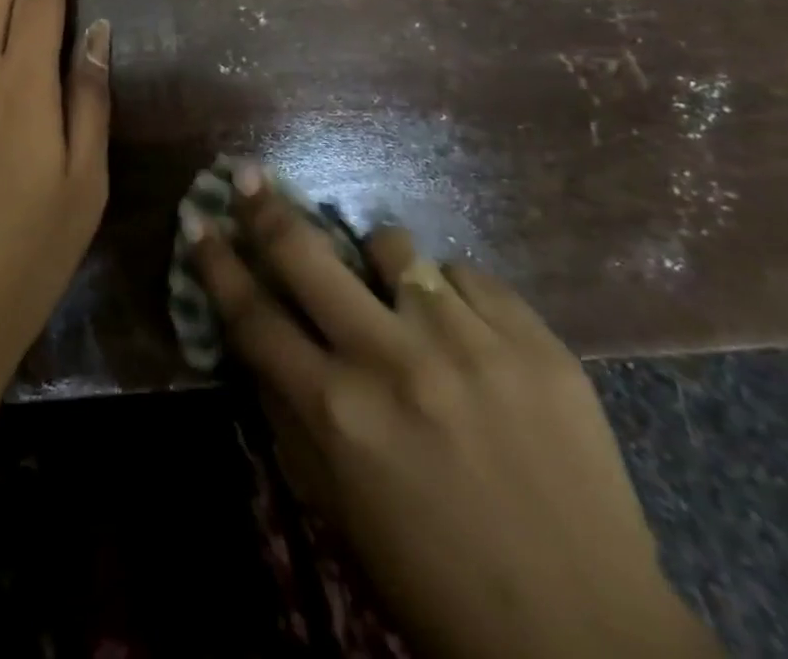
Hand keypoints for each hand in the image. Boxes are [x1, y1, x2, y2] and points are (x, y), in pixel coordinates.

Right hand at [191, 171, 719, 658]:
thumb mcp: (336, 505)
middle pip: (307, 255)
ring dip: (378, 260)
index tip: (197, 218)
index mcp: (339, 413)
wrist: (590, 638)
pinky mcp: (535, 341)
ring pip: (395, 247)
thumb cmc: (436, 579)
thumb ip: (289, 410)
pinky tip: (465, 333)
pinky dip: (452, 295)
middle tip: (249, 175)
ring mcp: (470, 343)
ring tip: (392, 289)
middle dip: (267, 210)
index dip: (215, 261)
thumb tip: (257, 331)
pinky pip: (467, 276)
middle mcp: (395, 362)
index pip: (253, 314)